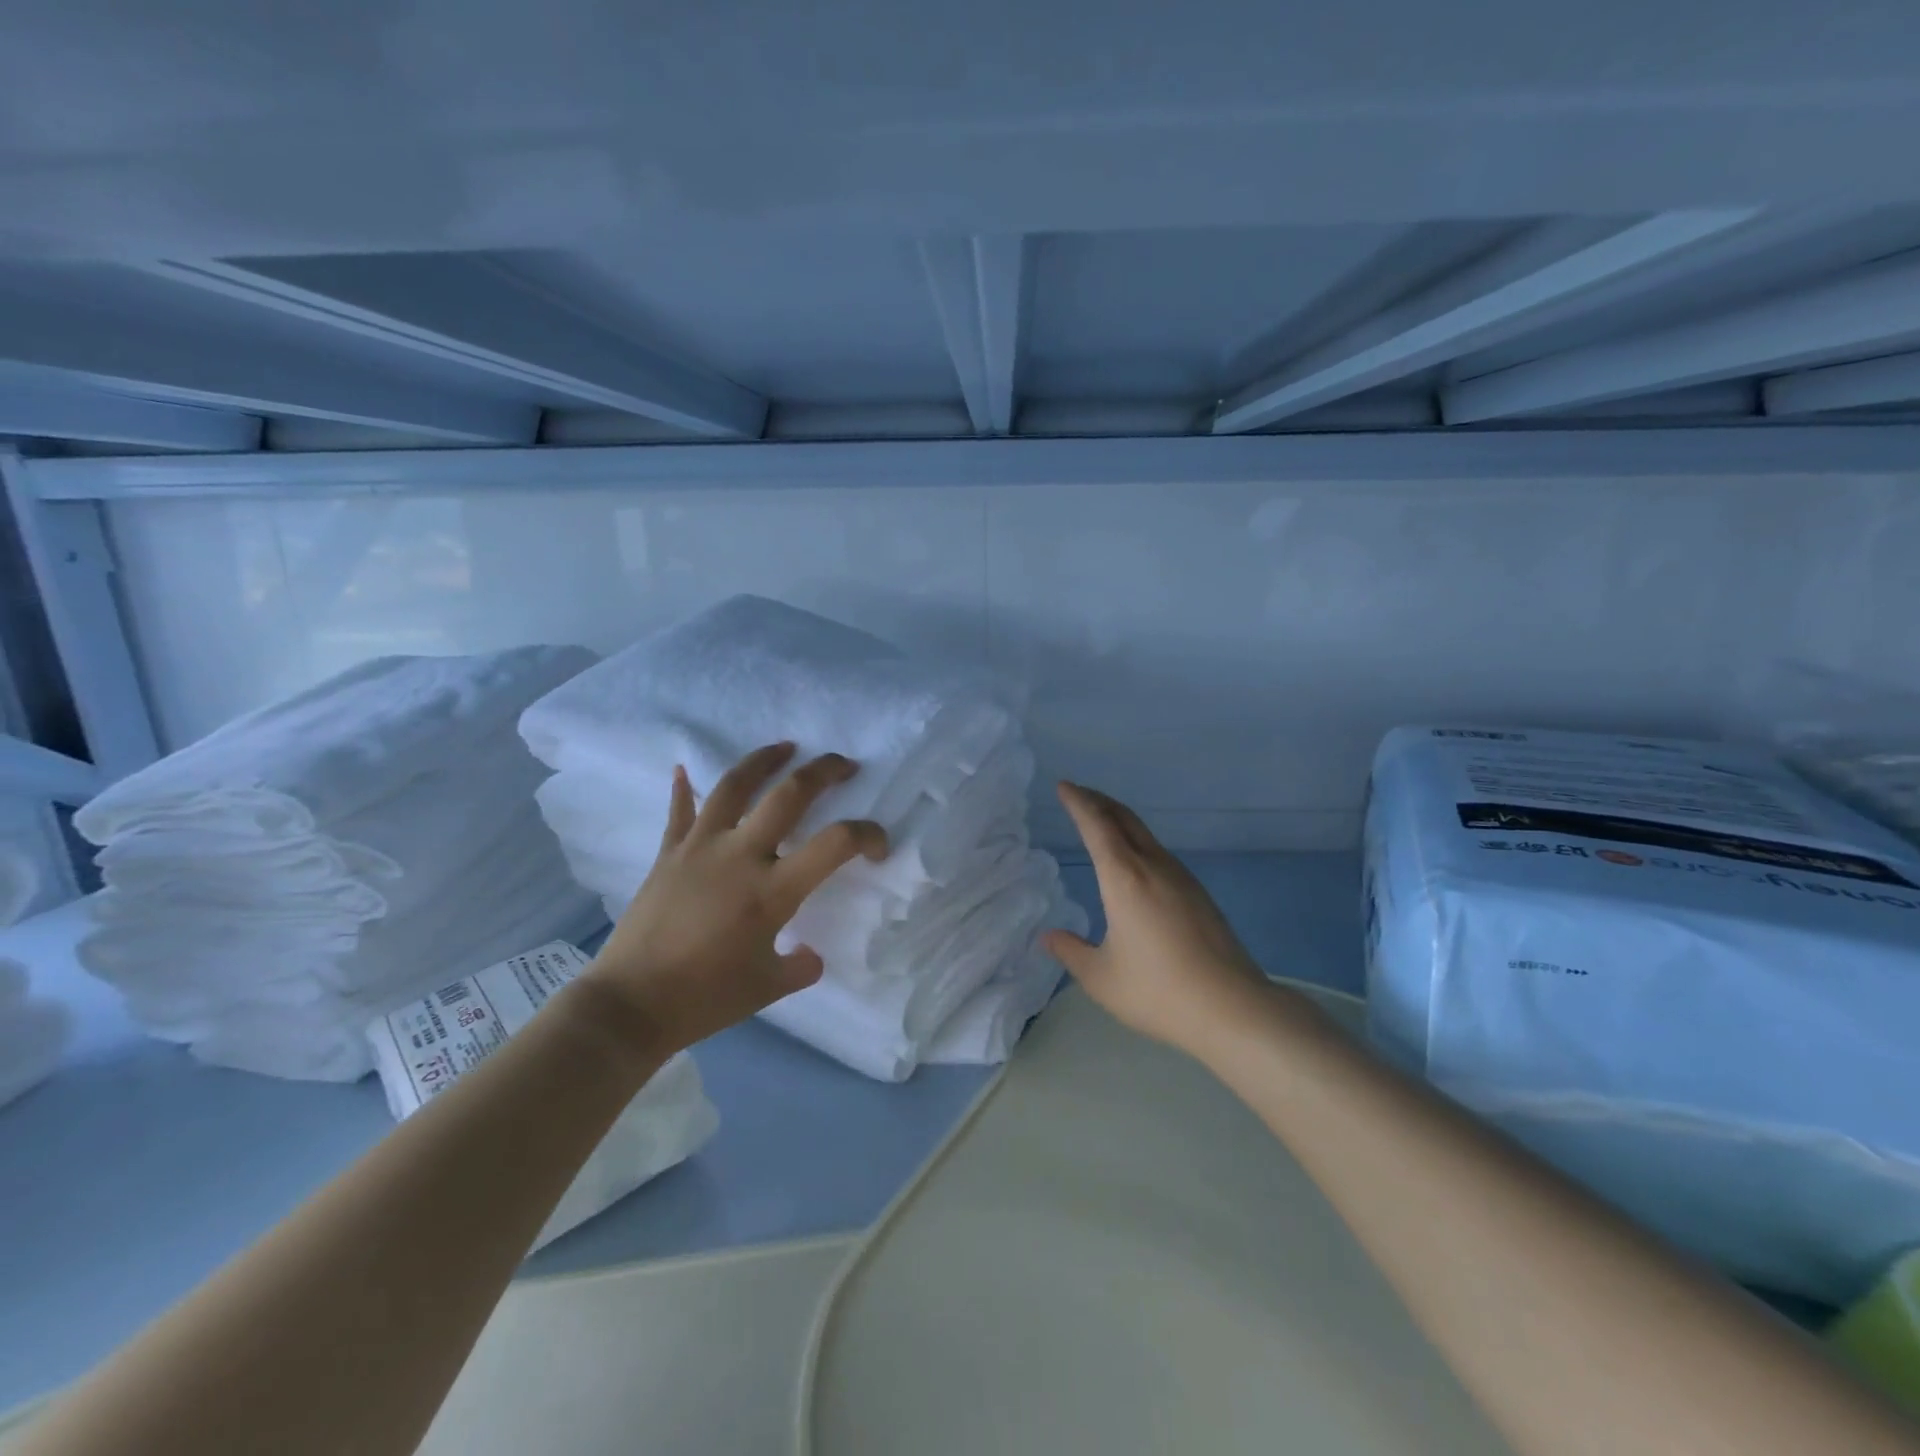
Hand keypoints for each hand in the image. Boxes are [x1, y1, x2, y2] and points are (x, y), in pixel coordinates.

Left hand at [584, 743, 887, 1054]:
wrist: (630, 1005)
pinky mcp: (668, 853)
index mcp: (772, 890)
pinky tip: (682, 769)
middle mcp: (740, 855)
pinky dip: (682, 788)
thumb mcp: (767, 988)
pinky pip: (679, 811)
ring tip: (785, 747)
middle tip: (844, 765)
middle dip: (823, 771)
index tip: (879, 848)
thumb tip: (812, 955)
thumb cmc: (705, 997)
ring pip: (734, 786)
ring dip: (764, 760)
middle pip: (788, 795)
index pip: (836, 843)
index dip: (868, 835)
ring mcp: (699, 848)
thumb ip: (800, 967)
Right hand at [1044, 782, 1270, 1061]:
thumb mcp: (1100, 977)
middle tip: (1078, 794)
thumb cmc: (1157, 990)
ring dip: (1120, 820)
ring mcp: (1181, 878)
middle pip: (1124, 818)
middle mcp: (1153, 866)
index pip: (1096, 825)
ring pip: (1145, 834)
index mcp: (1124, 878)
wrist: (1232, 1008)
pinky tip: (1135, 862)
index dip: (1078, 802)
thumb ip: (1070, 952)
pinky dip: (1137, 841)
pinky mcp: (1199, 894)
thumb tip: (1048, 936)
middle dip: (1099, 801)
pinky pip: (1160, 852)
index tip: (1063, 786)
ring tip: (1102, 823)